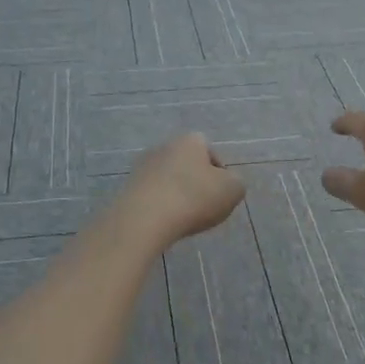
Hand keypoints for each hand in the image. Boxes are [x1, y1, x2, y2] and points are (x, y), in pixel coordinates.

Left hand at [118, 133, 244, 246]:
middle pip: (188, 165)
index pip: (211, 152)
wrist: (144, 218)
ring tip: (184, 219)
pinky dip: (160, 207)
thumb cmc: (194, 198)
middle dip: (196, 184)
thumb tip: (227, 183)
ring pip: (169, 180)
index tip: (221, 195)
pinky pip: (152, 195)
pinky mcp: (128, 187)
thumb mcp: (233, 190)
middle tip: (204, 208)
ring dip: (177, 195)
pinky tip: (165, 223)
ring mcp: (143, 166)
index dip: (219, 174)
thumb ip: (236, 182)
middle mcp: (164, 146)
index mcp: (190, 140)